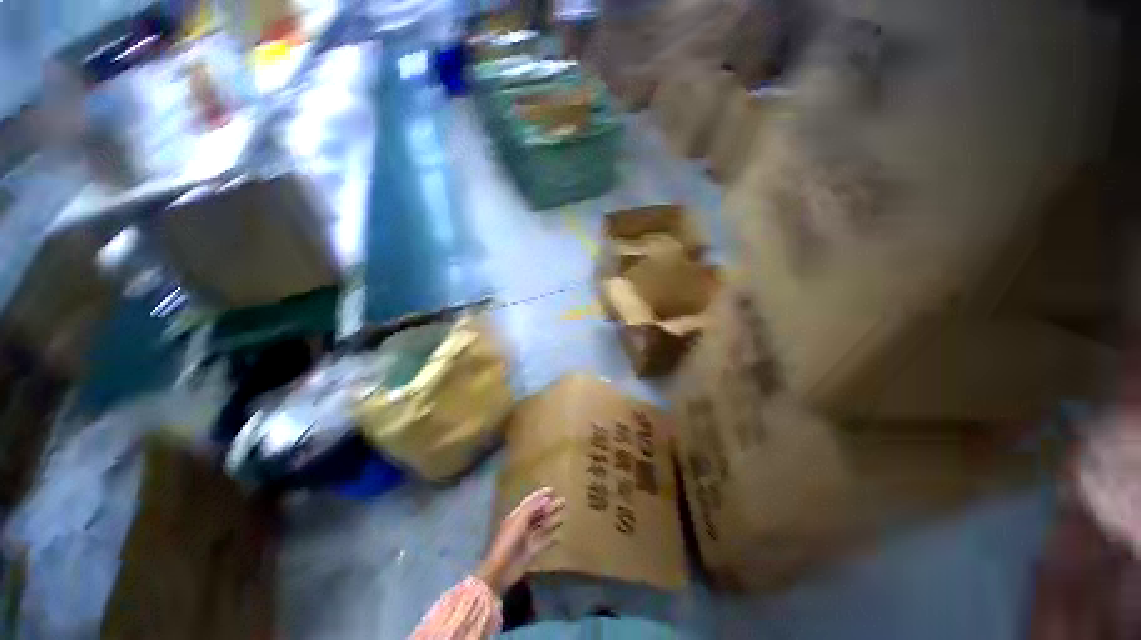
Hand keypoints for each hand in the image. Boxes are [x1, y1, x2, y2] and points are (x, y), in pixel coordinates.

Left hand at [476, 487, 565, 595]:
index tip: (553, 490)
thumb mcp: (518, 525)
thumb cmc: (508, 545)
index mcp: (515, 518)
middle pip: (537, 514)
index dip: (539, 496)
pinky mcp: (532, 551)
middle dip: (549, 507)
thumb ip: (531, 511)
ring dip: (552, 521)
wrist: (502, 569)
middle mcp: (521, 527)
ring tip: (564, 515)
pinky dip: (552, 539)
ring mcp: (527, 539)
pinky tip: (560, 537)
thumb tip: (546, 499)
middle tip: (564, 501)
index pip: (529, 504)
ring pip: (542, 527)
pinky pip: (544, 542)